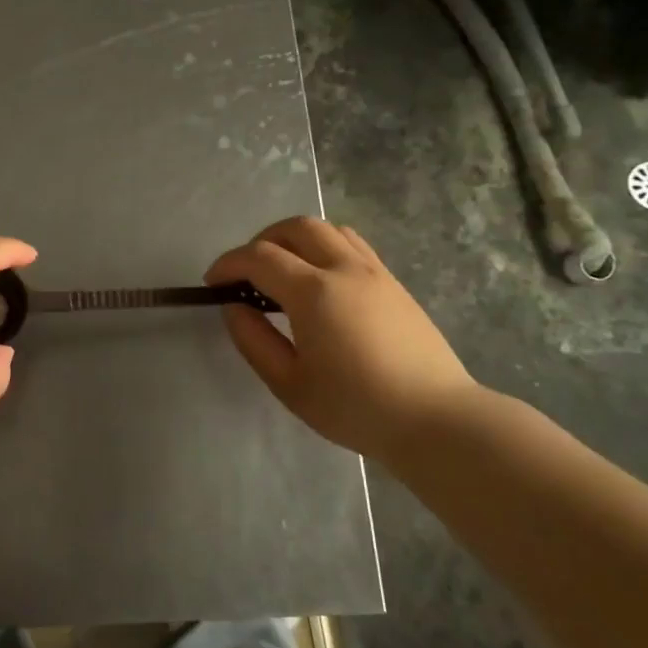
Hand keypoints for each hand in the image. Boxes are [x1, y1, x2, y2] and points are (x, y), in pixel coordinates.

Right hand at [206, 217, 474, 458]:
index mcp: (314, 292)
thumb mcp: (289, 384)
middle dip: (261, 241)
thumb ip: (254, 340)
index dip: (229, 264)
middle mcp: (344, 269)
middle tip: (247, 274)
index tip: (212, 284)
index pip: (260, 257)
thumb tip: (234, 308)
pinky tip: (319, 282)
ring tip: (282, 272)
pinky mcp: (393, 283)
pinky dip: (324, 249)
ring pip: (328, 230)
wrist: (435, 420)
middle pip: (296, 227)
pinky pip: (352, 245)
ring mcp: (374, 272)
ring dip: (295, 240)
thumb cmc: (355, 407)